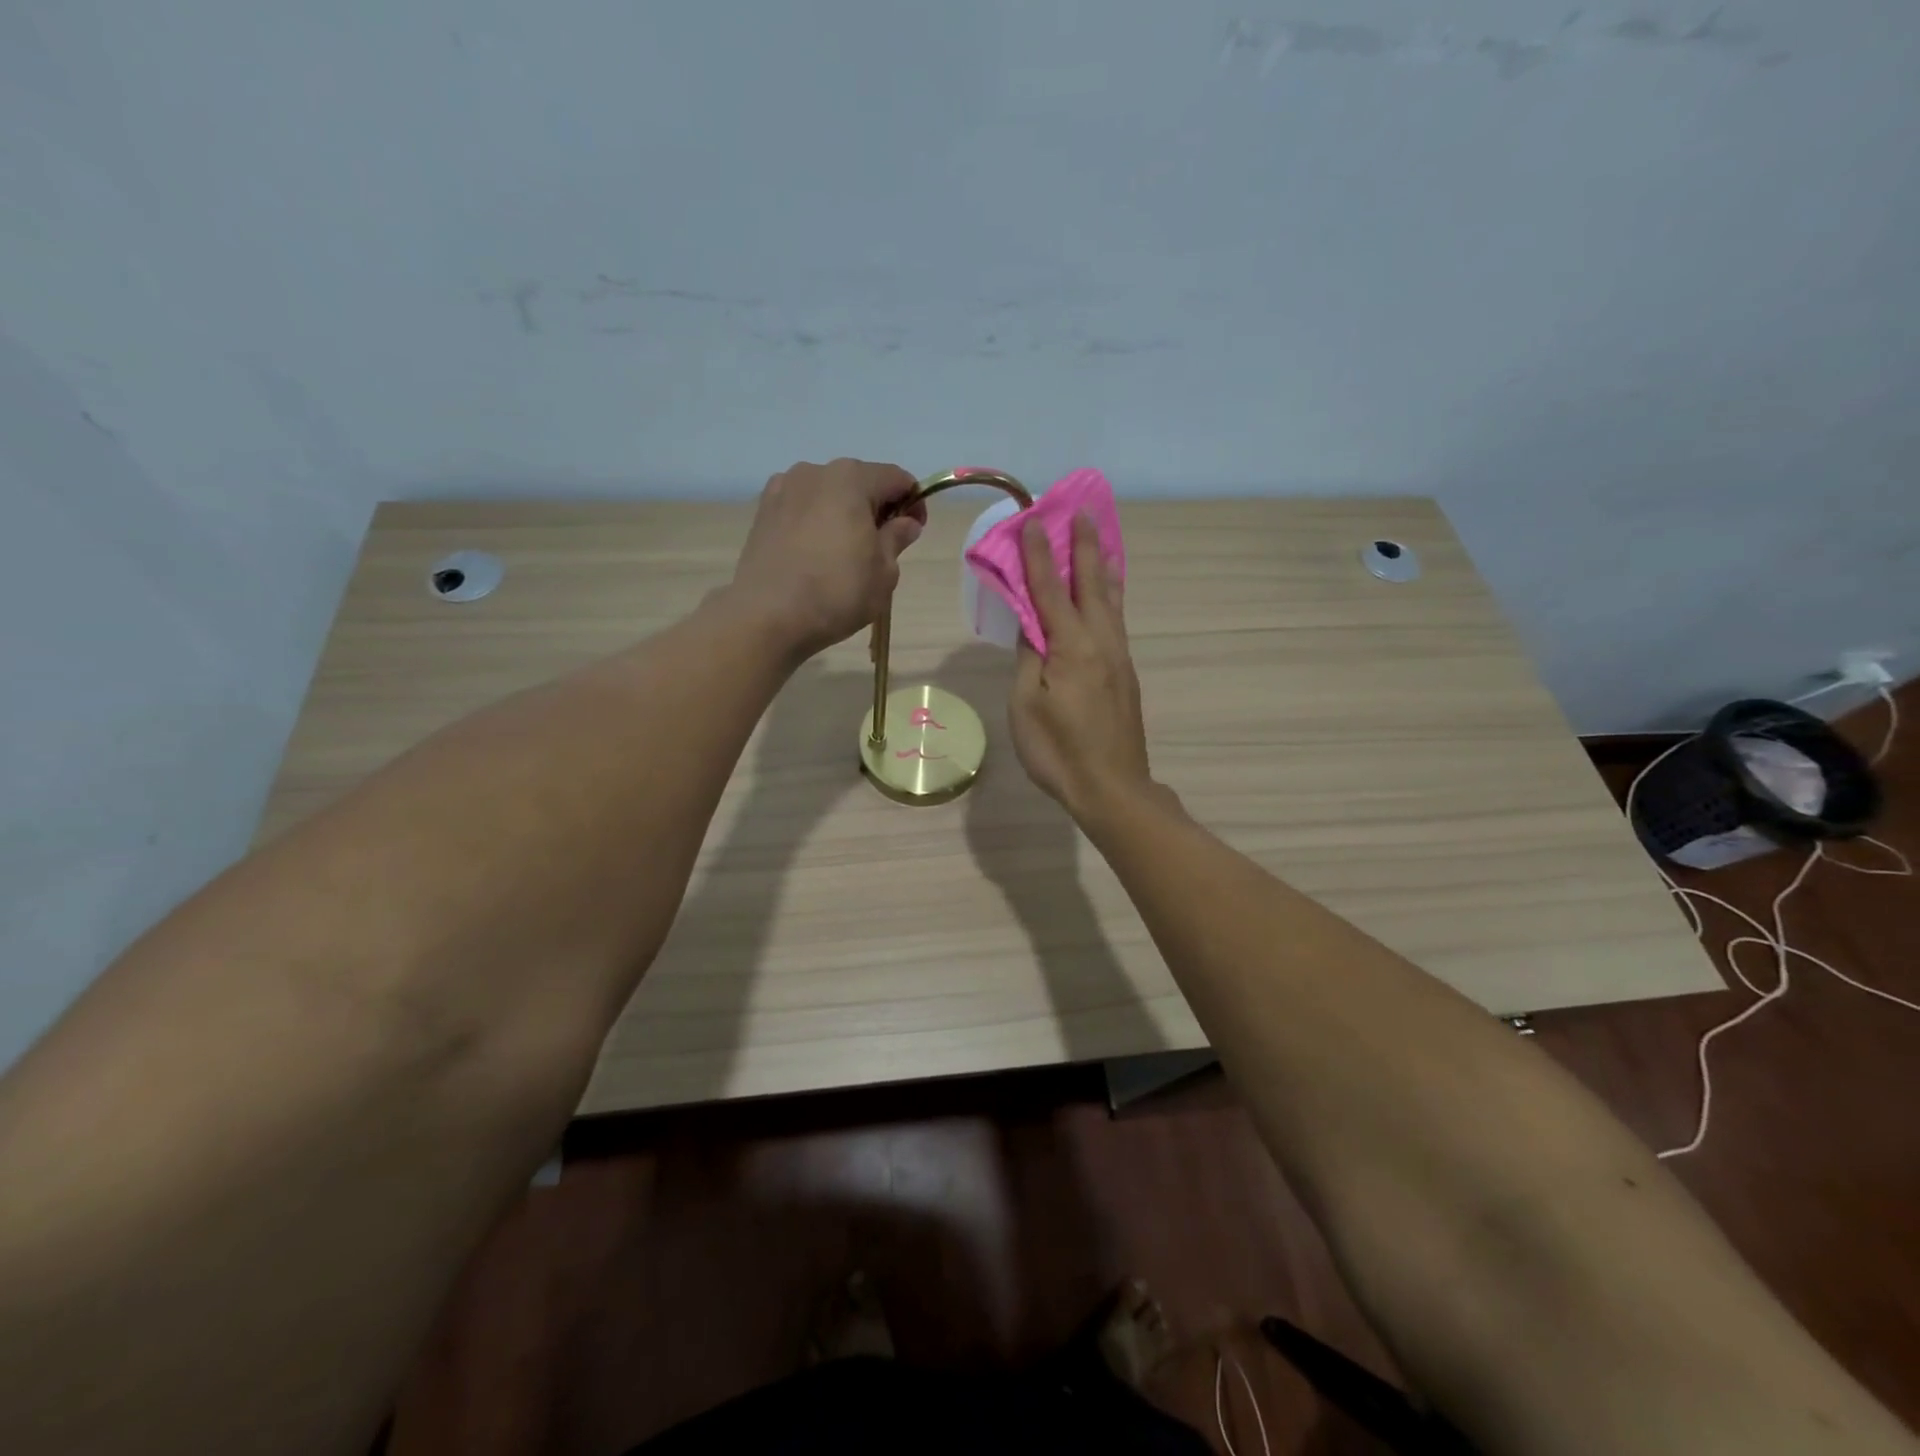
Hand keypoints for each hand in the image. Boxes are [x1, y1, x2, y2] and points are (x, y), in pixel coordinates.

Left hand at [727, 458, 926, 658]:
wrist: (768, 616)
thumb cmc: (837, 591)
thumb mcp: (884, 571)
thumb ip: (897, 538)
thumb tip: (905, 523)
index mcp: (851, 478)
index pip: (896, 478)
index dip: (913, 503)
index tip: (914, 532)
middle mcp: (815, 472)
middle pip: (859, 482)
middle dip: (876, 508)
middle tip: (882, 547)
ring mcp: (783, 489)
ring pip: (827, 495)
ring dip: (843, 515)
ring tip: (845, 554)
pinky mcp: (762, 512)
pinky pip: (801, 510)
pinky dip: (815, 523)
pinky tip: (815, 555)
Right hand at [1008, 513, 1153, 819]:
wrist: (1112, 788)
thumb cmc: (1058, 751)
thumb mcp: (1026, 705)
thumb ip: (1029, 659)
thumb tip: (1032, 626)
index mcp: (1071, 647)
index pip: (1050, 590)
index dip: (1038, 555)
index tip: (1033, 520)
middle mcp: (1101, 642)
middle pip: (1091, 584)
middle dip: (1083, 547)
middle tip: (1082, 511)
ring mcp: (1119, 658)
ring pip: (1111, 601)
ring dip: (1102, 567)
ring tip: (1101, 543)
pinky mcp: (1126, 675)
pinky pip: (1117, 622)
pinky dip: (1110, 597)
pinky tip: (1108, 597)